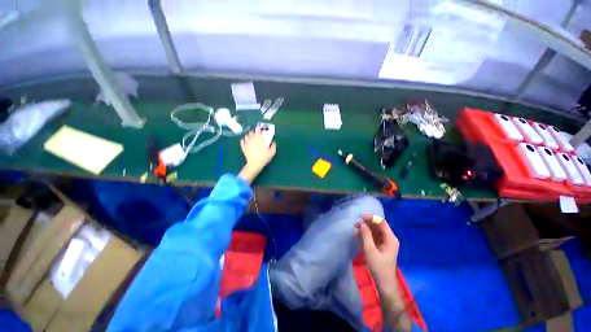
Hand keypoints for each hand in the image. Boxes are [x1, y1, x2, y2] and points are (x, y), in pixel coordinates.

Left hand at [238, 126, 276, 182]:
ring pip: (246, 136)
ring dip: (249, 135)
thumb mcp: (272, 152)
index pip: (258, 131)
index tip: (260, 127)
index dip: (259, 128)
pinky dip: (243, 140)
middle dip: (254, 132)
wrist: (255, 164)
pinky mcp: (243, 148)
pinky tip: (245, 141)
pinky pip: (242, 141)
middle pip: (251, 132)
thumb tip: (273, 142)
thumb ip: (273, 146)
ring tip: (251, 137)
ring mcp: (247, 143)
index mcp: (259, 140)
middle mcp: (252, 140)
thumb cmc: (264, 158)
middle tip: (256, 133)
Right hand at [355, 215, 398, 286]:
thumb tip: (362, 223)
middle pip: (378, 225)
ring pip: (375, 230)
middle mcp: (389, 238)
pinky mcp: (381, 246)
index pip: (381, 222)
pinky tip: (358, 236)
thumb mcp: (370, 250)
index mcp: (390, 238)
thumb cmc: (378, 267)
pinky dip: (366, 235)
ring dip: (365, 229)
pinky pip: (374, 236)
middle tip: (355, 225)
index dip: (371, 218)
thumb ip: (366, 235)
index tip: (360, 217)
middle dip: (366, 224)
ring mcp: (386, 242)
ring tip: (355, 231)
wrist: (384, 283)